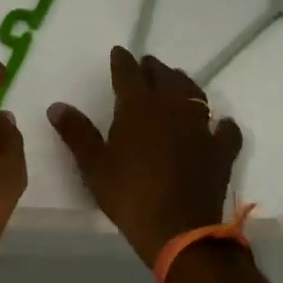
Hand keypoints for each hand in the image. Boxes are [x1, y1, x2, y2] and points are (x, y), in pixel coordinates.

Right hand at [49, 47, 243, 266]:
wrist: (178, 231)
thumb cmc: (129, 195)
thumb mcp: (94, 165)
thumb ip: (76, 132)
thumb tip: (57, 106)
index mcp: (138, 108)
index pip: (128, 74)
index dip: (122, 61)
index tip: (118, 52)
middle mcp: (171, 109)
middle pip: (164, 78)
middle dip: (153, 68)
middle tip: (146, 65)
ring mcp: (200, 128)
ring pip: (194, 94)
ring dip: (183, 84)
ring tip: (176, 82)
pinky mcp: (221, 151)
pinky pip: (225, 129)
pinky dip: (221, 124)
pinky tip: (218, 124)